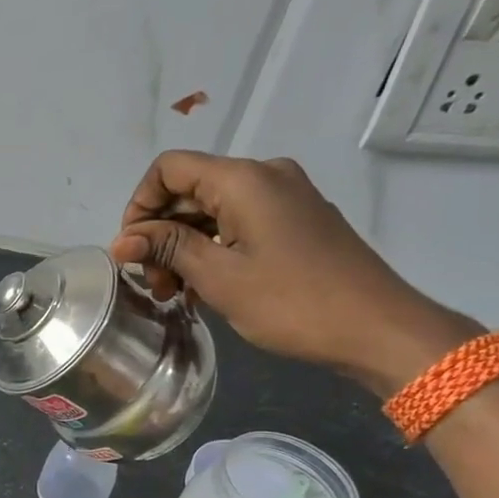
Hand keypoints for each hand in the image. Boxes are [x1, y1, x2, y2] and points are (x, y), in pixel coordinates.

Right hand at [110, 151, 478, 395]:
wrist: (376, 328)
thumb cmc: (291, 302)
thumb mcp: (219, 277)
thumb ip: (168, 248)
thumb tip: (122, 239)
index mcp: (244, 180)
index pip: (170, 169)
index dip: (140, 204)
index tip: (131, 251)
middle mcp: (265, 176)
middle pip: (190, 190)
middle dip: (160, 233)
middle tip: (152, 284)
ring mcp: (285, 198)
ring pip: (213, 211)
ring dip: (184, 247)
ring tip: (175, 294)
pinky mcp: (296, 222)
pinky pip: (239, 225)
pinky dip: (213, 250)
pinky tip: (204, 288)